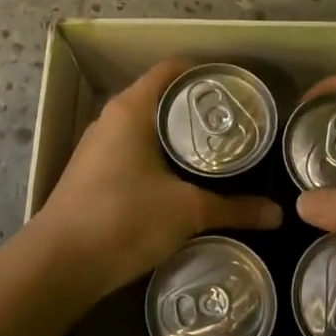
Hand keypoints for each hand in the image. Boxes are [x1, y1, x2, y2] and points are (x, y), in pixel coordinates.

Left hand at [35, 60, 281, 296]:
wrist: (58, 265)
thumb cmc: (124, 219)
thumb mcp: (187, 211)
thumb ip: (234, 209)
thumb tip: (277, 215)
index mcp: (132, 108)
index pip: (172, 70)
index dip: (205, 73)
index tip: (236, 89)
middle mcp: (111, 118)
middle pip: (161, 97)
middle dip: (197, 108)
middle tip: (236, 123)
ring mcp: (97, 146)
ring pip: (146, 126)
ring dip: (177, 135)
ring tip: (217, 151)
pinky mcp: (92, 173)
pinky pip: (133, 150)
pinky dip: (159, 155)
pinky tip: (182, 179)